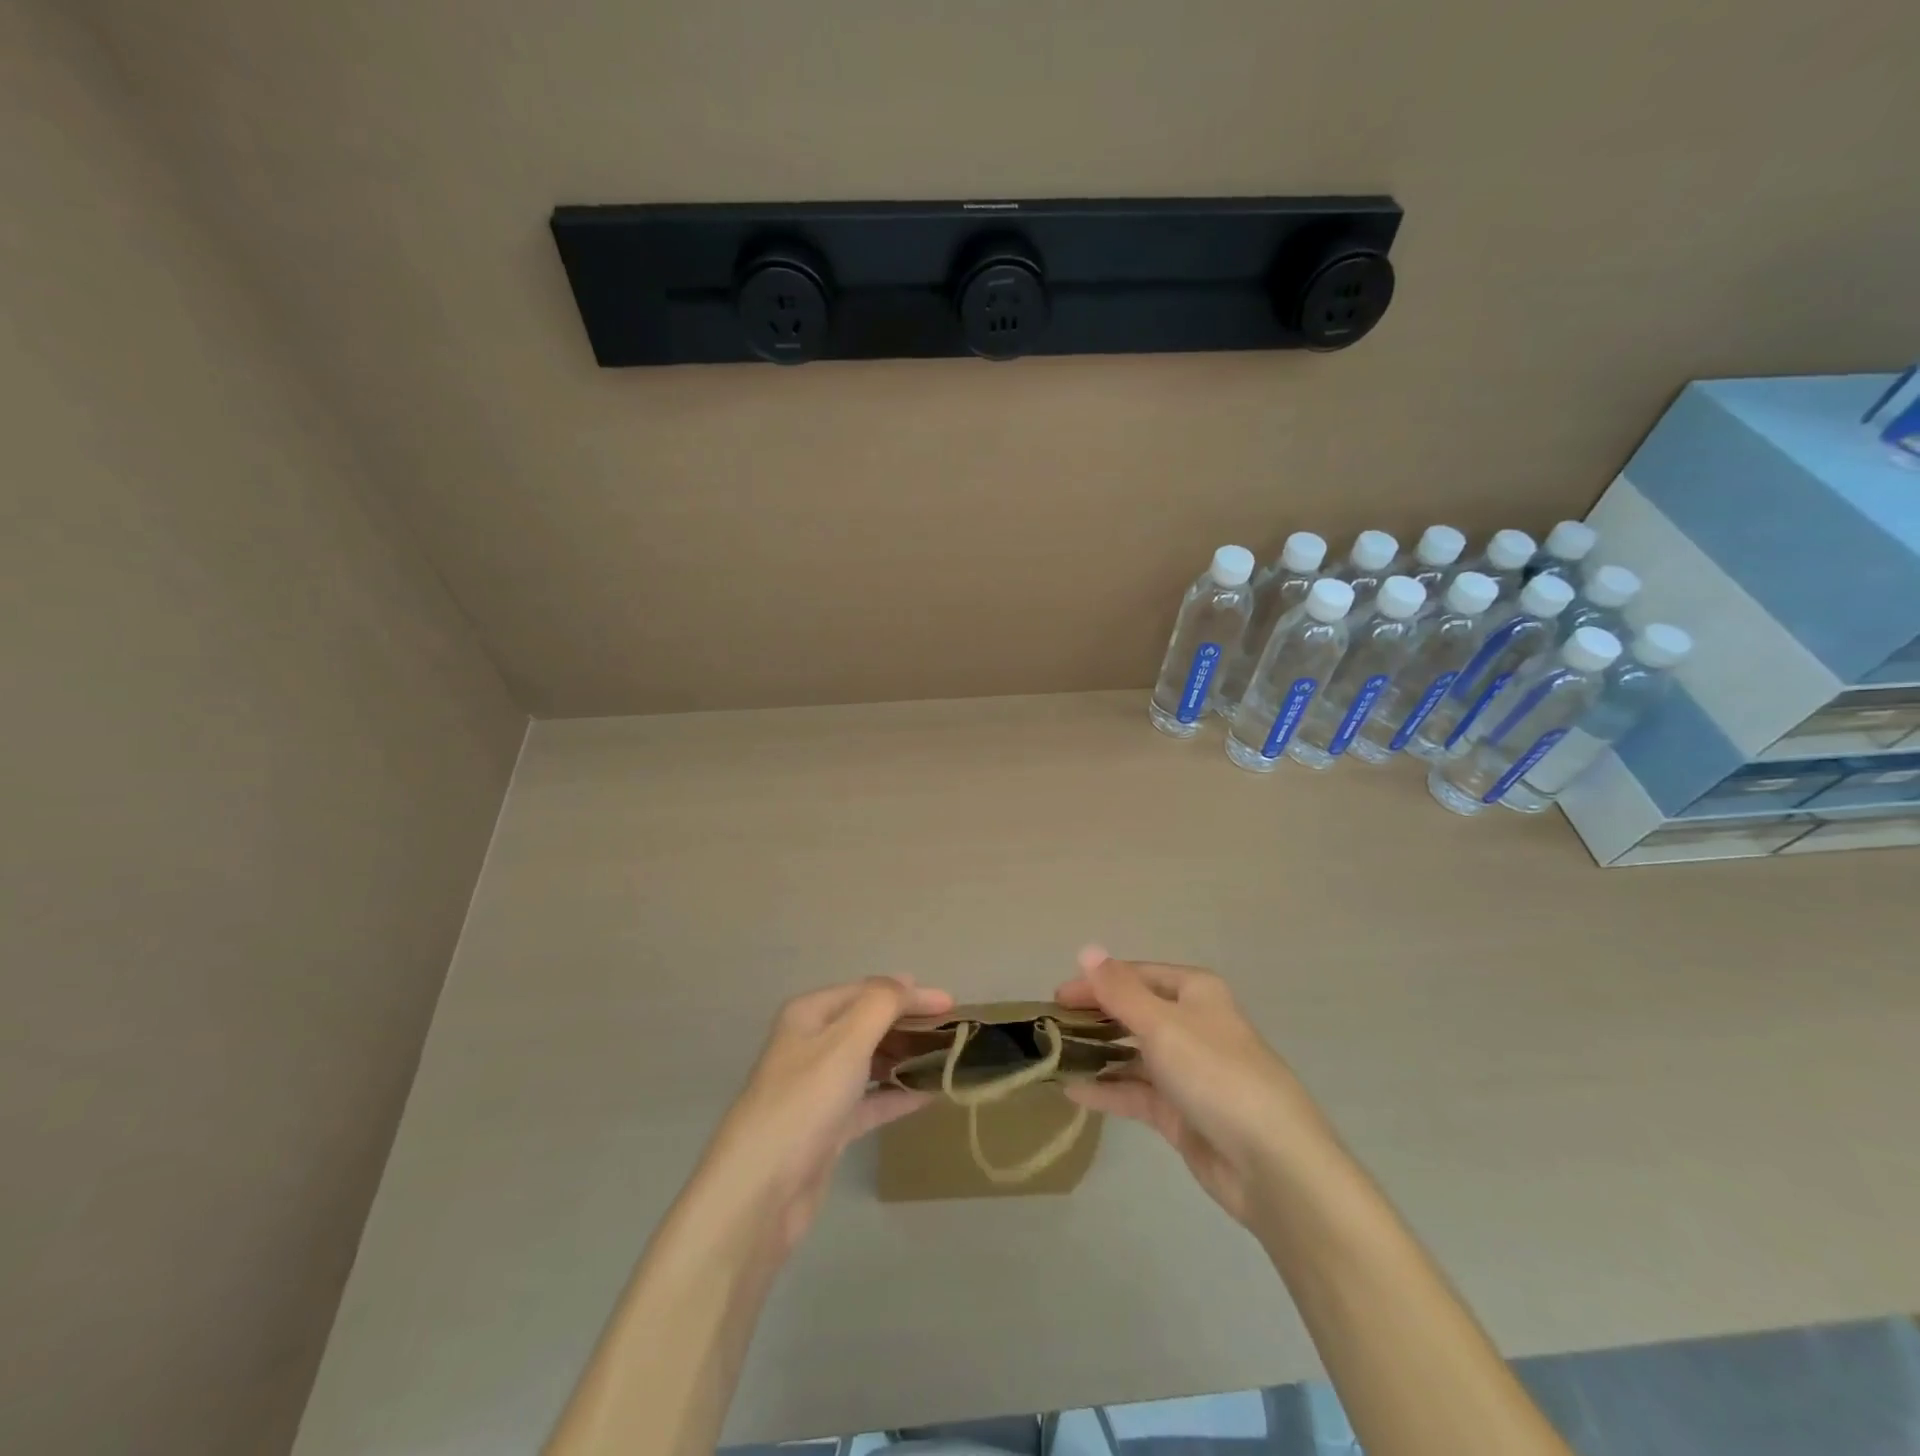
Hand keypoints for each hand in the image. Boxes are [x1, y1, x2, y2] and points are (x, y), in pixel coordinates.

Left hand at [702, 976, 952, 1252]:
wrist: (760, 1192)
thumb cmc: (805, 1102)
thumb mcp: (846, 1041)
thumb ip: (881, 1005)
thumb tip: (907, 982)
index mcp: (810, 1015)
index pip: (868, 991)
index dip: (909, 993)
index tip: (951, 1004)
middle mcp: (812, 1044)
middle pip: (869, 1023)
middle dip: (908, 1024)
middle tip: (953, 1031)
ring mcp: (819, 1087)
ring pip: (871, 1061)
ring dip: (905, 1058)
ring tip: (947, 1059)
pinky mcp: (828, 1127)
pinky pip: (871, 1100)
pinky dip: (898, 1095)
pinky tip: (929, 1095)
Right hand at [1057, 947, 1330, 1226]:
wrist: (1272, 1164)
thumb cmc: (1216, 1074)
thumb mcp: (1162, 1024)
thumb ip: (1119, 990)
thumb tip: (1087, 949)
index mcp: (1195, 992)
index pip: (1135, 975)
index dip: (1096, 982)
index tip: (1056, 998)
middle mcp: (1191, 1025)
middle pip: (1134, 1012)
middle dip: (1094, 1017)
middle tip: (1050, 1027)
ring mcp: (1187, 1071)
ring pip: (1132, 1053)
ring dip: (1097, 1054)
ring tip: (1053, 1058)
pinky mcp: (1181, 1112)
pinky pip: (1136, 1093)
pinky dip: (1107, 1090)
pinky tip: (1073, 1092)